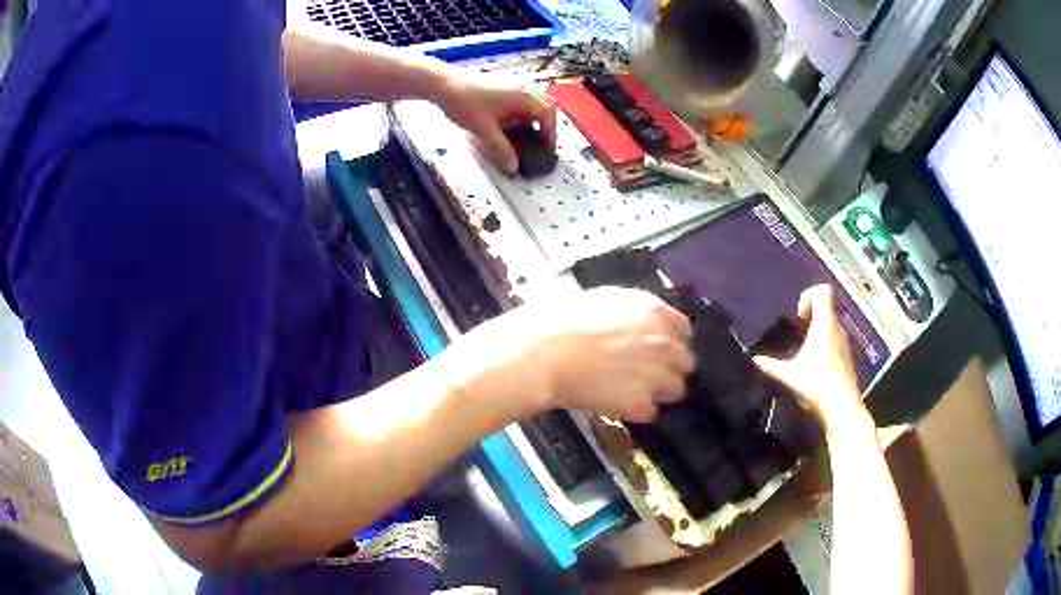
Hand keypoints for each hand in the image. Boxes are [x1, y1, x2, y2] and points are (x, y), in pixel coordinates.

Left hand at [435, 73, 556, 174]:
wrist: (442, 84)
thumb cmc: (465, 103)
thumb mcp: (484, 130)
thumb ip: (501, 149)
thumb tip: (514, 167)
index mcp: (523, 96)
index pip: (548, 114)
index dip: (550, 133)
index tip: (545, 149)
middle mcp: (522, 88)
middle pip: (546, 105)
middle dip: (546, 124)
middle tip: (541, 142)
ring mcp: (512, 86)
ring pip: (534, 102)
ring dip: (534, 118)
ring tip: (525, 137)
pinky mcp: (502, 87)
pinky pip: (521, 100)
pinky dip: (522, 113)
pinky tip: (509, 126)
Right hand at [444, 287, 694, 422]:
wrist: (546, 353)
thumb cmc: (564, 319)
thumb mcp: (604, 299)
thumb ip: (634, 311)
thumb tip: (642, 322)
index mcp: (655, 313)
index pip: (685, 330)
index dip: (672, 340)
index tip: (658, 347)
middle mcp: (665, 344)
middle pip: (686, 362)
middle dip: (670, 367)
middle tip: (646, 371)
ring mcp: (657, 376)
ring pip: (676, 389)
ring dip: (659, 390)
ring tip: (632, 390)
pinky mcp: (642, 404)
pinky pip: (651, 411)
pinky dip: (637, 410)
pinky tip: (617, 402)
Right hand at [752, 285, 863, 426]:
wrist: (841, 407)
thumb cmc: (816, 384)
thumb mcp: (789, 375)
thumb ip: (771, 365)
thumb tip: (754, 359)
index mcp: (825, 324)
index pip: (823, 291)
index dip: (809, 296)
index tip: (799, 317)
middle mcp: (837, 328)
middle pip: (827, 306)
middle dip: (812, 313)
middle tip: (799, 331)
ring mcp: (844, 342)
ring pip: (832, 323)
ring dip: (818, 328)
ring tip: (805, 348)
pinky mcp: (846, 356)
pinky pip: (835, 338)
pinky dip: (824, 342)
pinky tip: (815, 363)